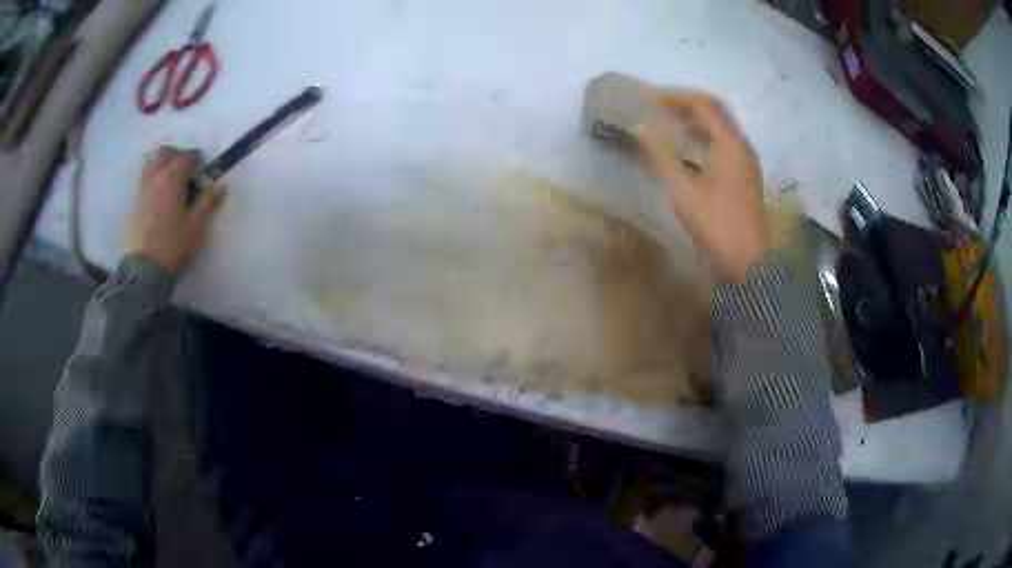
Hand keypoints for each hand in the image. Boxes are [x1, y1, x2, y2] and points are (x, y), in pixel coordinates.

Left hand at [129, 146, 223, 276]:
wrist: (146, 267)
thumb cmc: (174, 243)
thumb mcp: (196, 225)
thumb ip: (207, 201)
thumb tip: (220, 186)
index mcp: (172, 177)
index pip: (186, 156)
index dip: (196, 158)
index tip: (203, 168)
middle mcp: (156, 176)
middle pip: (164, 153)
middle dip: (176, 155)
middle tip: (185, 168)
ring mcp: (143, 188)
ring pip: (151, 163)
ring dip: (162, 164)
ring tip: (170, 178)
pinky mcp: (135, 202)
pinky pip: (144, 179)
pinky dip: (153, 178)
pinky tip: (159, 193)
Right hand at [637, 90, 770, 282]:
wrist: (749, 264)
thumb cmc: (717, 227)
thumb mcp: (685, 193)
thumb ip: (663, 156)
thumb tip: (642, 127)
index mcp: (731, 145)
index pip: (704, 105)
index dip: (677, 97)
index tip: (651, 99)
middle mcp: (742, 147)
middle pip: (716, 111)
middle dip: (688, 104)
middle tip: (661, 106)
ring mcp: (747, 162)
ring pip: (722, 128)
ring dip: (697, 120)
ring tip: (670, 124)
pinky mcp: (746, 176)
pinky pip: (725, 144)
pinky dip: (705, 138)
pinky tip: (689, 150)